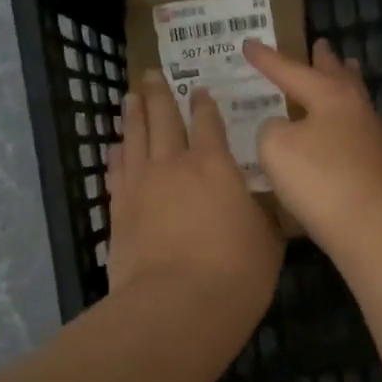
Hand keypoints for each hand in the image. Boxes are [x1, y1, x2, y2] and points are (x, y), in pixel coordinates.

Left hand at [105, 71, 283, 327]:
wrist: (175, 307)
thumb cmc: (235, 273)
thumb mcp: (266, 241)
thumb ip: (260, 216)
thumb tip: (257, 208)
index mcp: (215, 165)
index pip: (208, 122)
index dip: (203, 104)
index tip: (199, 89)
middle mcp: (174, 164)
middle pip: (162, 118)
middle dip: (159, 94)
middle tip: (152, 74)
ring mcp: (141, 186)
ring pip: (134, 137)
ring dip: (133, 114)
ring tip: (131, 97)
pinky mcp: (119, 210)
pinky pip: (117, 171)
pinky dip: (117, 154)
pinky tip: (115, 146)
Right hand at [244, 38, 381, 254]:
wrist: (375, 226)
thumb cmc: (321, 179)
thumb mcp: (277, 148)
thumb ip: (272, 130)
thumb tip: (284, 128)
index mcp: (331, 96)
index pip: (292, 71)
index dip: (268, 60)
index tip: (249, 44)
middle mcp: (357, 109)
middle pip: (339, 77)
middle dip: (326, 61)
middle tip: (322, 44)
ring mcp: (375, 138)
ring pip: (356, 101)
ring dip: (347, 83)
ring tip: (346, 71)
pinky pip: (360, 130)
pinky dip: (348, 121)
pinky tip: (347, 131)